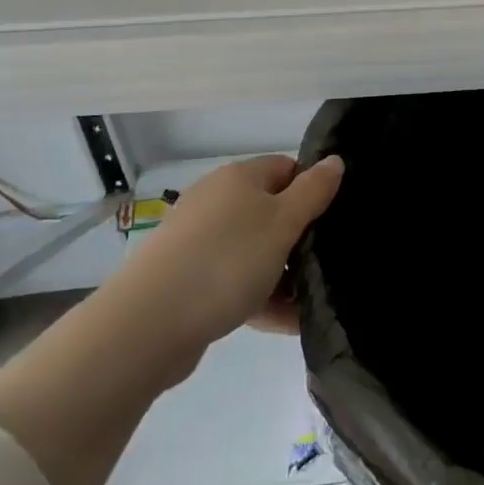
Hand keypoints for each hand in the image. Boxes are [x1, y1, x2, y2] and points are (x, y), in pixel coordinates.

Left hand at [130, 154, 342, 374]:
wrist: (149, 323)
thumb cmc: (227, 261)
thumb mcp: (282, 223)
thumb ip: (313, 192)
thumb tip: (335, 160)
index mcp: (238, 178)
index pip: (286, 168)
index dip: (313, 188)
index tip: (334, 219)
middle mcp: (216, 201)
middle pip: (270, 211)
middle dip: (299, 238)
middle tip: (326, 264)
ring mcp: (198, 241)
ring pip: (254, 251)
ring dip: (282, 274)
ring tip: (311, 303)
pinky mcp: (188, 279)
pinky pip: (235, 281)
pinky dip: (260, 297)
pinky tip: (286, 324)